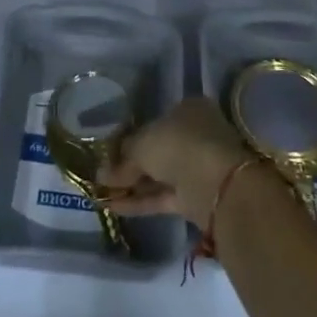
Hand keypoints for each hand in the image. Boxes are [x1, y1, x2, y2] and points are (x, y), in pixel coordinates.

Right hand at [99, 98, 254, 226]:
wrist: (215, 185)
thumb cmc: (178, 145)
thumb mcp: (142, 143)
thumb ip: (122, 159)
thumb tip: (102, 174)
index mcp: (189, 110)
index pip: (156, 121)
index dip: (131, 136)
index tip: (111, 150)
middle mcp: (196, 135)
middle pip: (158, 150)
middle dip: (130, 164)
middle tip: (103, 174)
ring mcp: (198, 167)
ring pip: (160, 175)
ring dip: (132, 184)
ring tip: (101, 192)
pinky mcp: (196, 198)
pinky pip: (163, 196)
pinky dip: (140, 201)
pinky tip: (112, 206)